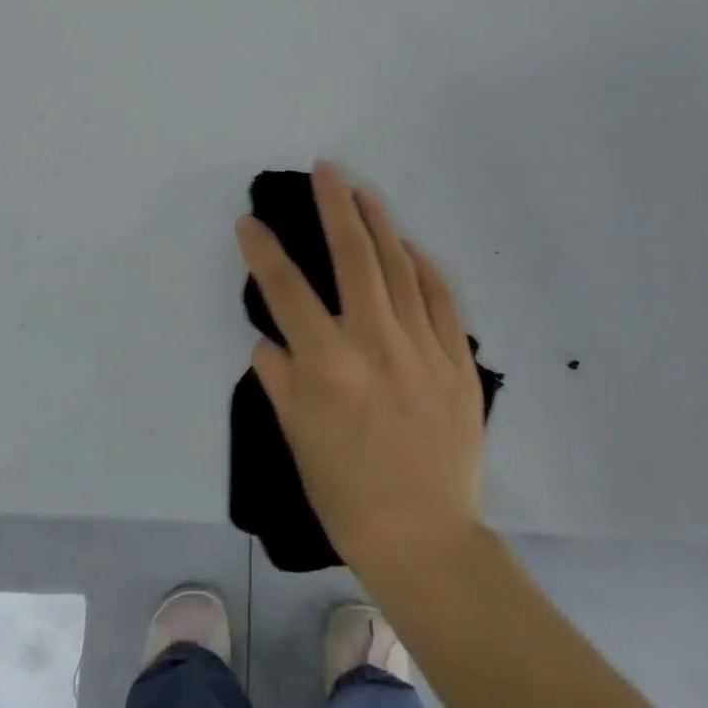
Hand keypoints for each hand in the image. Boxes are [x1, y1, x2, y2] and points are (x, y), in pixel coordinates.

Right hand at [238, 161, 485, 574]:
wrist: (426, 537)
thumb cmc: (348, 494)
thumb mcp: (298, 439)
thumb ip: (280, 379)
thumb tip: (269, 340)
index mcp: (329, 365)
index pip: (287, 291)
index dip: (264, 251)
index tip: (250, 221)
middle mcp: (376, 344)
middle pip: (354, 257)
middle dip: (335, 206)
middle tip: (325, 170)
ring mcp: (423, 348)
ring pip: (400, 267)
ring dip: (380, 223)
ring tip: (363, 191)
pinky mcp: (457, 360)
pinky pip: (439, 298)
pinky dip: (422, 266)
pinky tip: (409, 246)